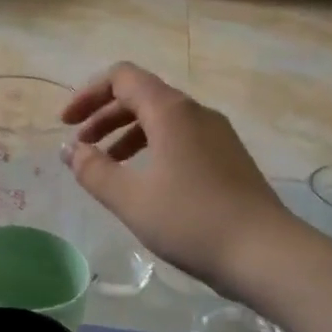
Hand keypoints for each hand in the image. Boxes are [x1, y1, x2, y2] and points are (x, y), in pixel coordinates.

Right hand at [62, 63, 289, 289]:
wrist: (265, 253)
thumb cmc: (190, 221)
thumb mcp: (130, 198)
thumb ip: (93, 170)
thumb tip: (69, 150)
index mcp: (171, 112)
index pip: (122, 78)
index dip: (88, 94)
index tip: (66, 124)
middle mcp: (196, 113)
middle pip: (141, 96)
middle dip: (103, 116)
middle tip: (79, 147)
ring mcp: (217, 135)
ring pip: (162, 119)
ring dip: (126, 134)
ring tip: (106, 166)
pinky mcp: (228, 158)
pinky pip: (180, 138)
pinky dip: (151, 148)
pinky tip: (143, 181)